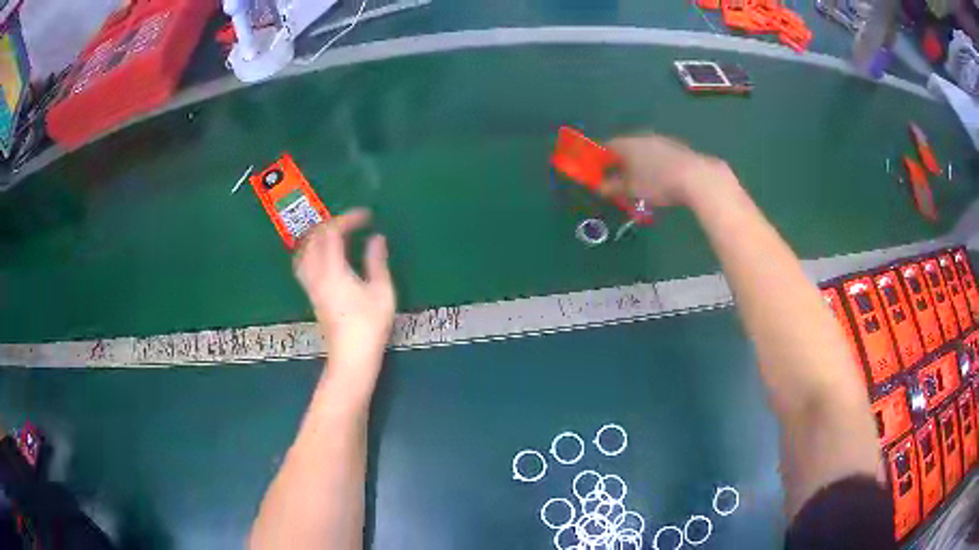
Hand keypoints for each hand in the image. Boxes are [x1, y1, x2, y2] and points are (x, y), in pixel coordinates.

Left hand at [293, 209, 395, 366]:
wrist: (351, 356)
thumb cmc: (370, 325)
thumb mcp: (382, 291)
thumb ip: (377, 261)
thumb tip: (376, 239)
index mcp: (333, 270)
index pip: (332, 233)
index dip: (348, 219)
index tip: (366, 217)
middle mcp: (316, 274)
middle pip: (313, 239)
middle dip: (331, 224)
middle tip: (352, 223)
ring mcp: (311, 286)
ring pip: (303, 251)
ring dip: (317, 237)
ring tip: (335, 235)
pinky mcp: (311, 295)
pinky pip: (303, 264)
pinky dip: (312, 251)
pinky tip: (325, 256)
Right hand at [602, 133, 737, 207]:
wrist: (697, 178)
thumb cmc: (658, 183)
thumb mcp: (631, 189)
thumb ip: (612, 187)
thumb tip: (599, 187)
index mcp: (626, 144)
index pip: (606, 146)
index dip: (599, 159)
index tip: (597, 173)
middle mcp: (642, 137)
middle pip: (625, 148)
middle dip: (620, 163)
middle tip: (618, 181)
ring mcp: (662, 141)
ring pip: (643, 151)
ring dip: (638, 164)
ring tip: (640, 183)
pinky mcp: (677, 149)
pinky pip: (658, 156)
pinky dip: (654, 165)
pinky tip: (659, 180)